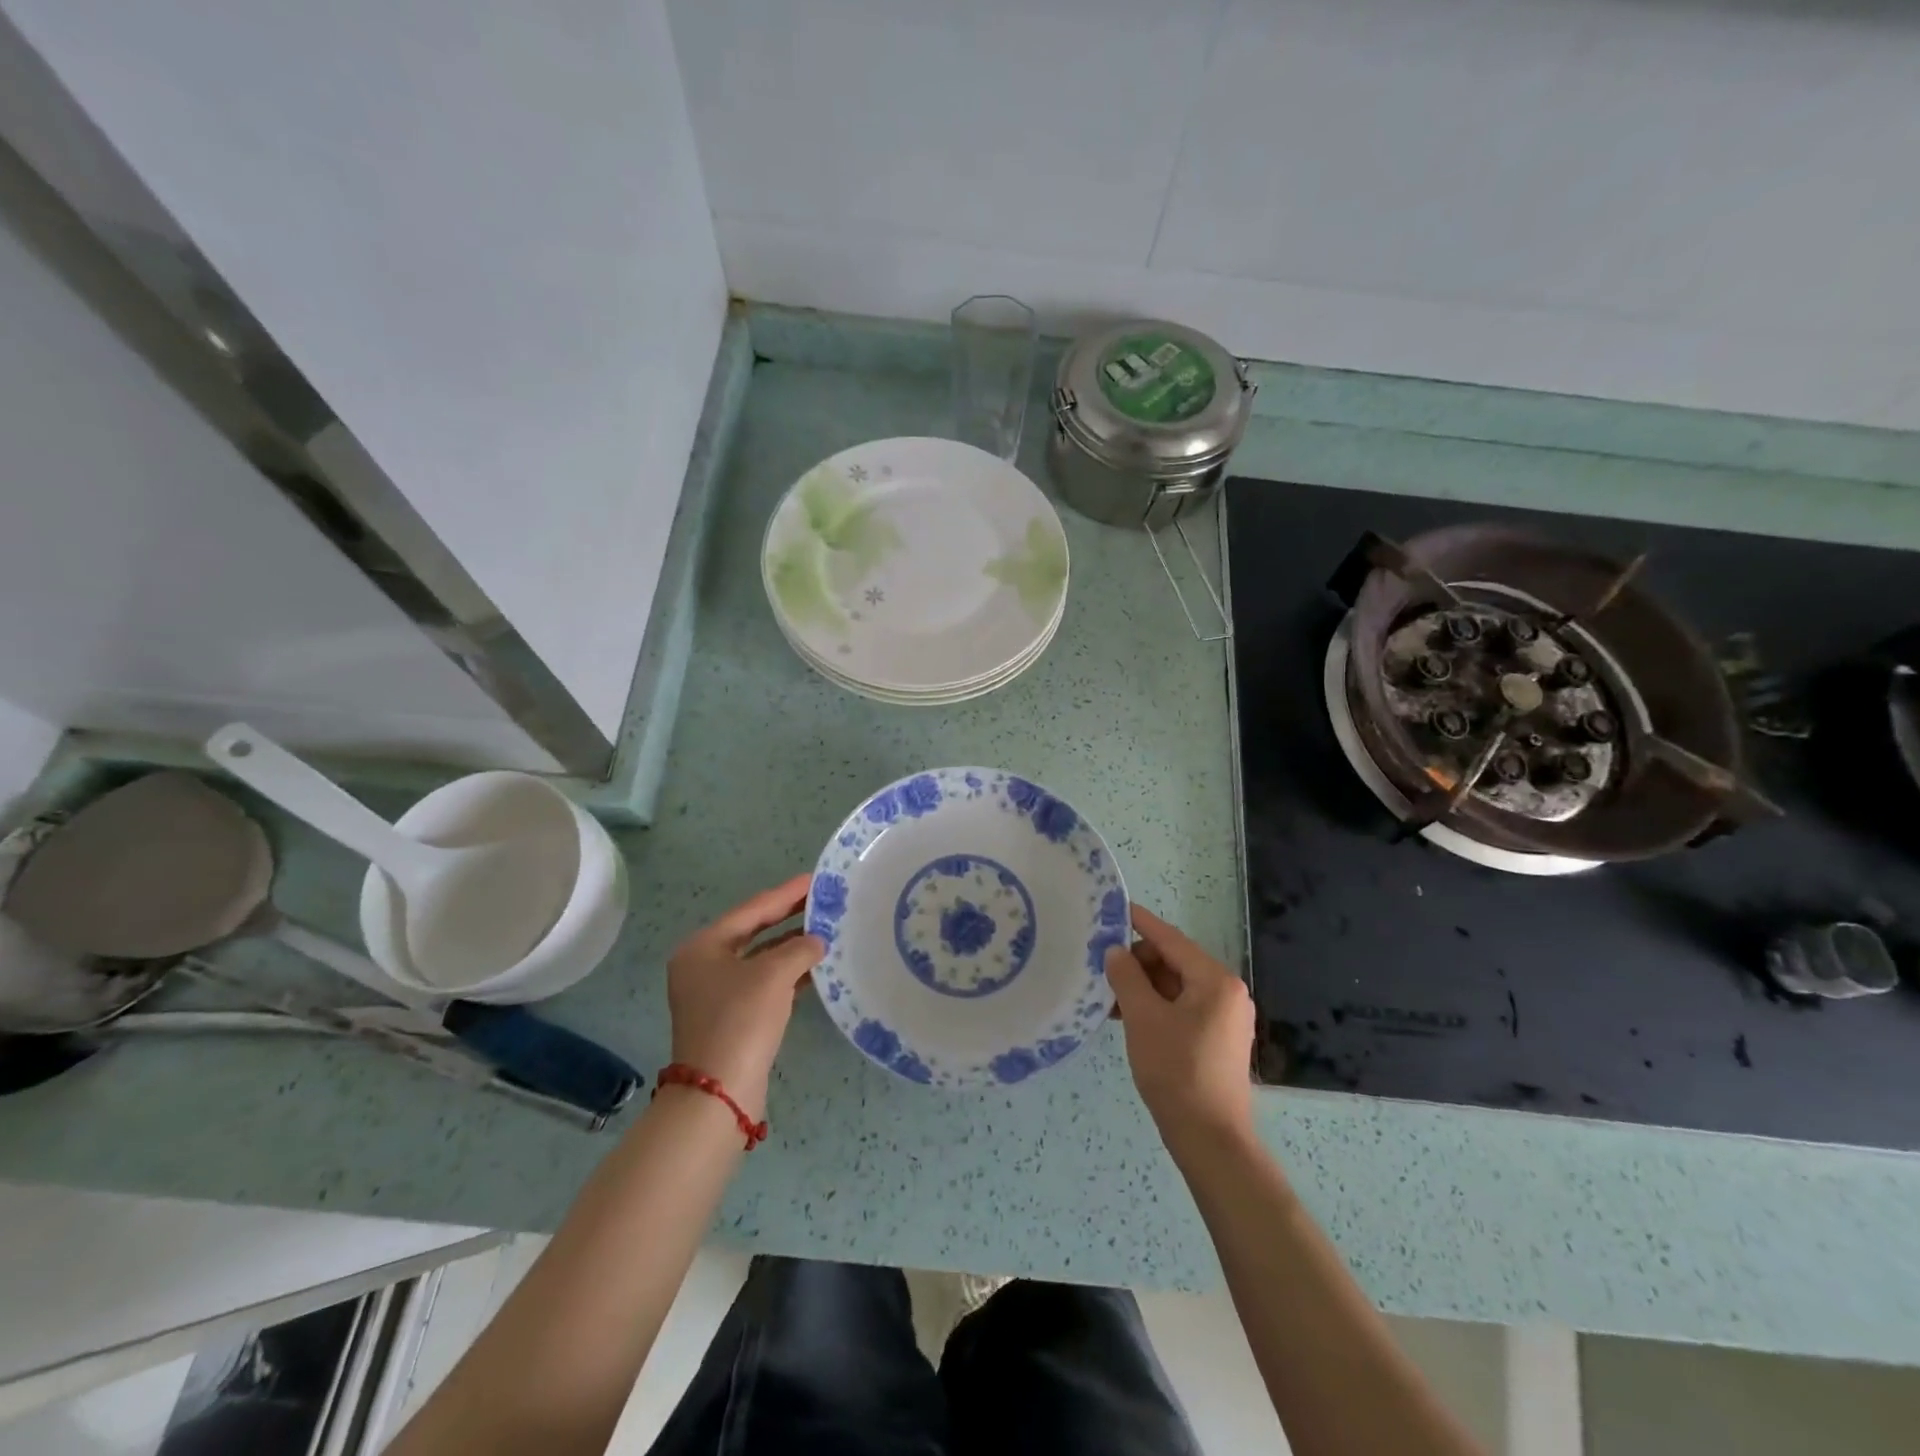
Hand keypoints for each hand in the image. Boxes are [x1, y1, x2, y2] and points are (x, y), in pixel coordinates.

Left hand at [666, 874, 824, 1118]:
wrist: (718, 1093)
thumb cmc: (741, 1020)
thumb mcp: (773, 975)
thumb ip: (799, 948)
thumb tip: (817, 941)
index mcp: (703, 946)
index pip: (753, 909)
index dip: (787, 893)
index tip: (816, 879)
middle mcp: (705, 965)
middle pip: (755, 931)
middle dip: (790, 917)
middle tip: (825, 901)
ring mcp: (717, 993)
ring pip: (762, 959)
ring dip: (793, 947)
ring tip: (828, 931)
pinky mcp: (733, 1017)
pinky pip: (765, 984)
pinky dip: (790, 974)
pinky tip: (818, 968)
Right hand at [1106, 905, 1255, 1145]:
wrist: (1210, 1139)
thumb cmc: (1176, 1071)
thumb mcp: (1143, 1018)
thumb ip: (1126, 977)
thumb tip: (1116, 951)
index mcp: (1215, 980)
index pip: (1171, 939)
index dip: (1140, 923)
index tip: (1113, 909)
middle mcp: (1226, 992)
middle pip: (1174, 961)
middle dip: (1138, 964)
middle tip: (1103, 973)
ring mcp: (1224, 1016)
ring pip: (1175, 986)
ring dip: (1143, 988)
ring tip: (1109, 999)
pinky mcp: (1217, 1038)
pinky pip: (1181, 1007)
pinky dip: (1155, 1007)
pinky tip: (1128, 1017)